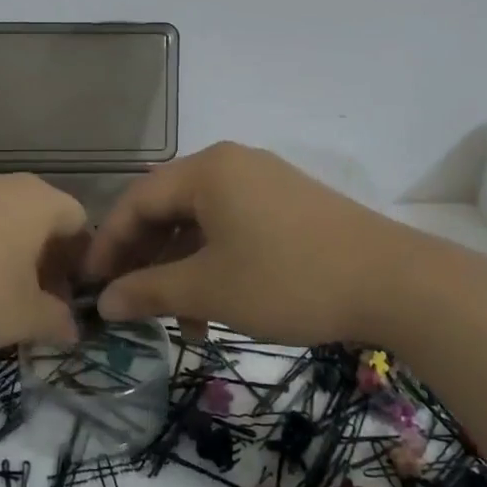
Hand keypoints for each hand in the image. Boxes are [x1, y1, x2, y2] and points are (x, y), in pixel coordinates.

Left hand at [0, 173, 88, 352]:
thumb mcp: (22, 317)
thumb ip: (55, 321)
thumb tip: (71, 328)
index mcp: (40, 202)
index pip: (78, 224)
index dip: (78, 264)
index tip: (66, 299)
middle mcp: (5, 184)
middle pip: (38, 220)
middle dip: (41, 261)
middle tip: (31, 302)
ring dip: (3, 254)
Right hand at [83, 142, 412, 345]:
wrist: (396, 283)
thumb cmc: (288, 279)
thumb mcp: (210, 289)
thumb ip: (148, 291)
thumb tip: (103, 302)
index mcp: (207, 170)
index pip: (136, 200)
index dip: (108, 244)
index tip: (90, 285)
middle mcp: (232, 164)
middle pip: (168, 208)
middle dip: (145, 259)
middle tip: (129, 302)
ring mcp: (264, 182)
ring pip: (201, 222)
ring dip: (181, 269)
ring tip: (179, 321)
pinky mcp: (289, 205)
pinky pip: (233, 227)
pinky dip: (215, 263)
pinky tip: (216, 307)